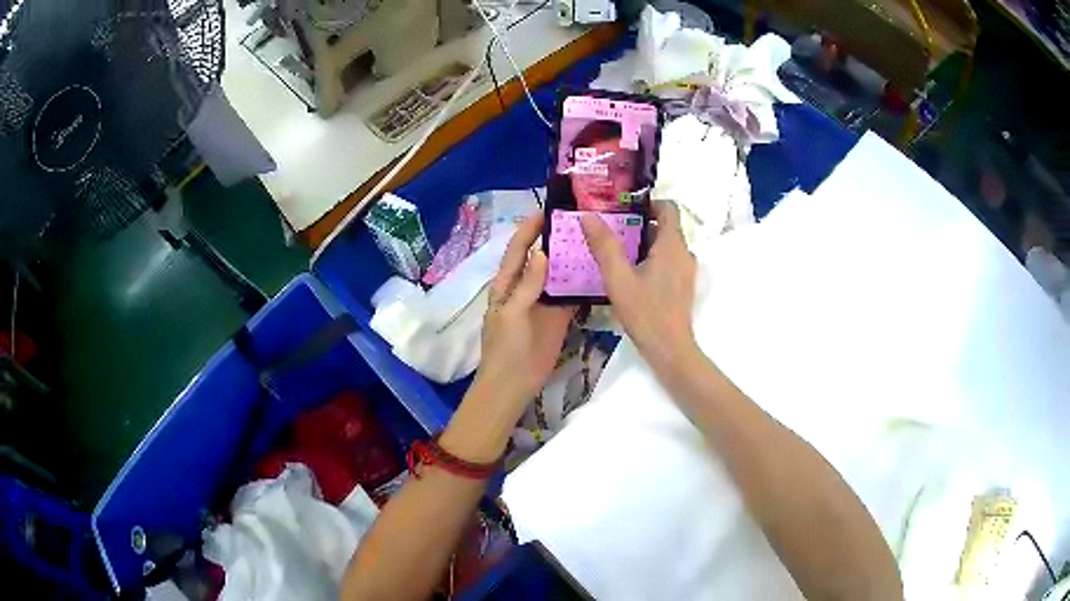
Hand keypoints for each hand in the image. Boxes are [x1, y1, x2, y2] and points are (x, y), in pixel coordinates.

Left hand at [475, 213, 574, 415]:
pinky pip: (572, 295)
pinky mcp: (560, 316)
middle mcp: (527, 286)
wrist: (513, 383)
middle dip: (557, 239)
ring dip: (572, 259)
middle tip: (580, 221)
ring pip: (560, 274)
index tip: (548, 209)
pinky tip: (599, 271)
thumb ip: (527, 285)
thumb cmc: (505, 347)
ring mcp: (545, 301)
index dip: (530, 228)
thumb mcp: (512, 313)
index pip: (519, 249)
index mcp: (508, 283)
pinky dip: (583, 284)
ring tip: (594, 239)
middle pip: (542, 257)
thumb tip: (542, 252)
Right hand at [581, 201, 697, 368]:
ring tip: (617, 250)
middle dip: (639, 223)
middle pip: (665, 226)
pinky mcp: (683, 286)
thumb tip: (588, 215)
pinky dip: (651, 258)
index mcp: (672, 244)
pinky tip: (630, 273)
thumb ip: (604, 245)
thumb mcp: (618, 278)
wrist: (670, 349)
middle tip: (611, 228)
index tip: (623, 208)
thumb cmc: (645, 312)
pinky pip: (668, 261)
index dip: (647, 202)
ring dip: (644, 242)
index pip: (668, 207)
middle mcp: (684, 252)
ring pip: (666, 245)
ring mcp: (686, 270)